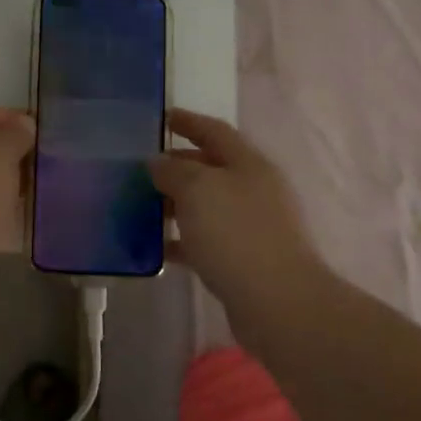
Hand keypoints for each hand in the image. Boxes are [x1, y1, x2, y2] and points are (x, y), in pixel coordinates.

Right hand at [148, 110, 323, 310]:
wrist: (278, 302)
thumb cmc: (236, 234)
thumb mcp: (197, 190)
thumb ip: (173, 171)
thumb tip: (158, 163)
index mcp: (248, 164)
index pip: (215, 131)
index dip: (189, 121)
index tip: (163, 117)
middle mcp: (254, 189)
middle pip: (212, 168)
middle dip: (178, 165)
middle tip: (143, 167)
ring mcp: (253, 226)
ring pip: (207, 205)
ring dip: (176, 203)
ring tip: (142, 207)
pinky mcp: (245, 259)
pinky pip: (207, 240)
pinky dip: (182, 239)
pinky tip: (157, 247)